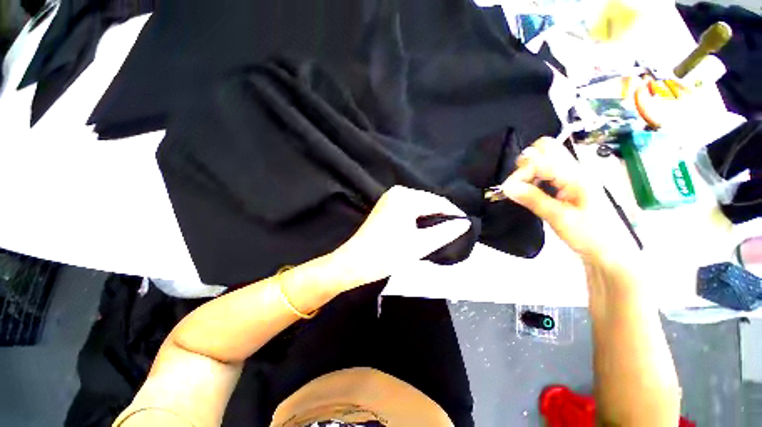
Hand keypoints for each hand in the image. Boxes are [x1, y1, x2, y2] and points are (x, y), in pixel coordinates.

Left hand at [328, 186, 469, 290]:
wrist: (355, 262)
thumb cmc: (387, 254)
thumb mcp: (420, 245)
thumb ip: (445, 232)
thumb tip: (464, 223)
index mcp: (406, 197)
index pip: (438, 202)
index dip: (454, 214)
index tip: (466, 227)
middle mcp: (398, 192)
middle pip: (428, 202)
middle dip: (442, 216)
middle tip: (455, 233)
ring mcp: (390, 198)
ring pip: (419, 206)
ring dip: (431, 218)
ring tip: (443, 232)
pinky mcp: (386, 206)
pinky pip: (409, 209)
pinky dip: (419, 218)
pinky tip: (425, 229)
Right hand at [499, 137, 636, 263]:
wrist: (611, 251)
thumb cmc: (590, 236)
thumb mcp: (559, 219)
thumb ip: (533, 199)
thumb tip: (506, 186)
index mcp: (576, 176)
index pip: (540, 159)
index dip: (521, 173)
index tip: (510, 191)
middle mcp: (575, 169)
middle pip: (546, 147)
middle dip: (526, 162)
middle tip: (520, 183)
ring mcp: (573, 175)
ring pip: (545, 155)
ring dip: (529, 168)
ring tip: (524, 188)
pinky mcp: (569, 182)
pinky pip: (547, 168)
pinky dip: (534, 174)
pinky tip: (532, 189)